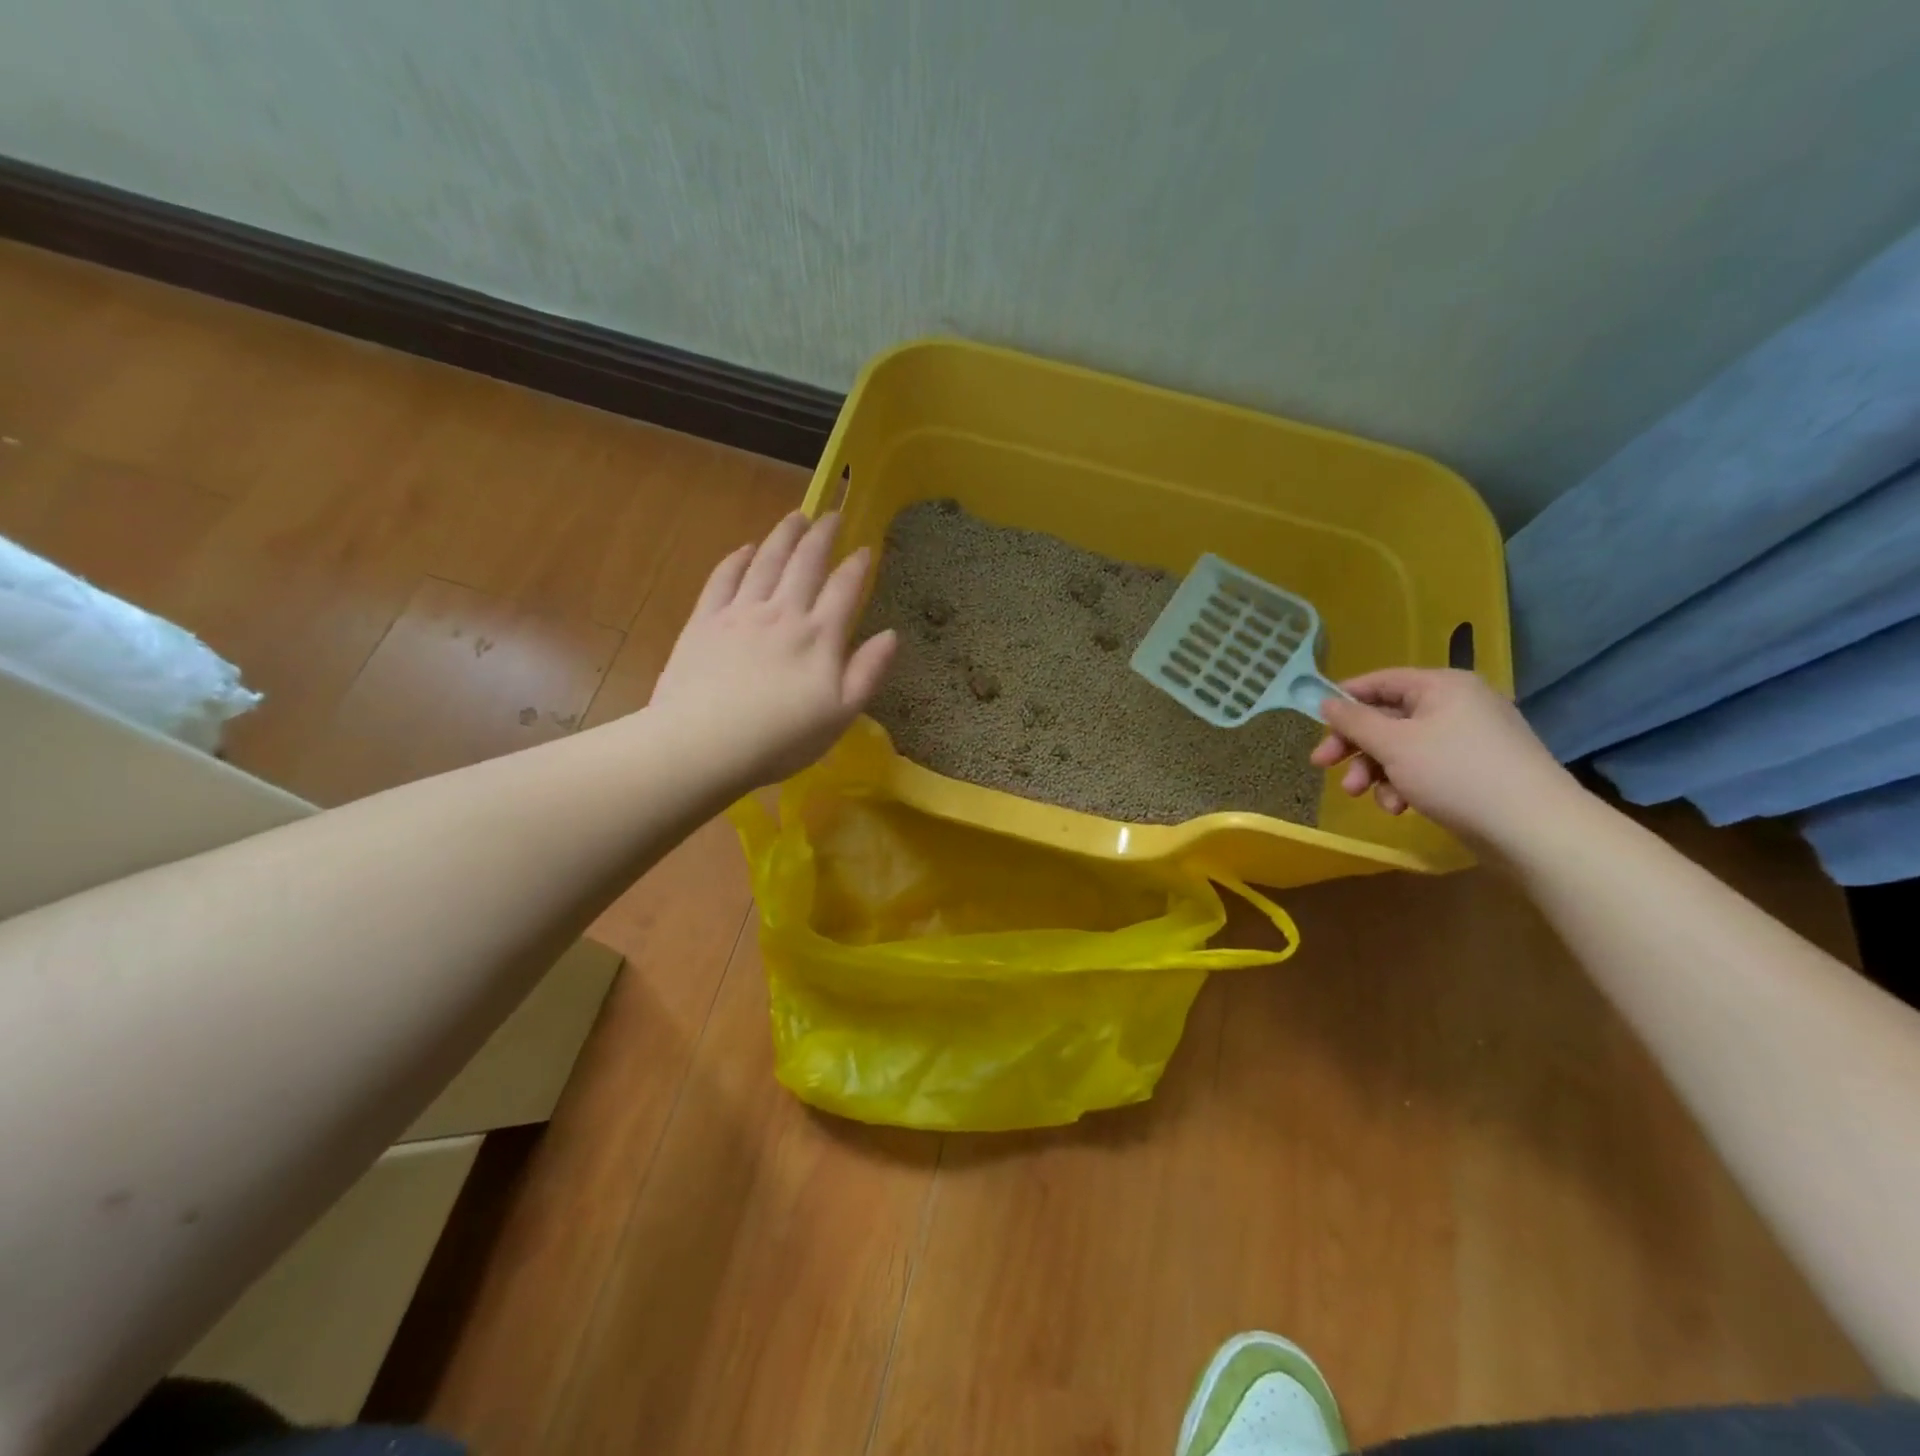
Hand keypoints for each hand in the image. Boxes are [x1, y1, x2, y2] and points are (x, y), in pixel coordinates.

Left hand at [649, 511, 896, 789]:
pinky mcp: (705, 621)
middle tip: (831, 514)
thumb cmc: (781, 739)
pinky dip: (737, 559)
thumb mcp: (841, 714)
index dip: (857, 566)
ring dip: (783, 536)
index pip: (844, 589)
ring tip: (795, 517)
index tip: (865, 548)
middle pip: (805, 563)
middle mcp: (783, 613)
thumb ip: (868, 672)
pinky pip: (723, 578)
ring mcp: (741, 613)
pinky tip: (744, 549)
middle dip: (821, 535)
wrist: (704, 744)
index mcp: (819, 636)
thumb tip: (892, 634)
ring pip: (766, 561)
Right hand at [1309, 668, 1579, 846]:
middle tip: (1323, 767)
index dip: (1344, 701)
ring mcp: (1469, 738)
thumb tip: (1327, 702)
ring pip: (1402, 748)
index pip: (1380, 681)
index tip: (1315, 725)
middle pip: (1387, 718)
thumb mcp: (1393, 744)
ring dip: (1376, 772)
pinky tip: (1400, 808)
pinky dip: (1405, 785)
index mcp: (1442, 686)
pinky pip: (1425, 768)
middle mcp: (1457, 704)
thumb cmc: (1455, 773)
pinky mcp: (1474, 770)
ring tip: (1363, 796)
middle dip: (1355, 746)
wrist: (1532, 828)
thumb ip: (1354, 721)